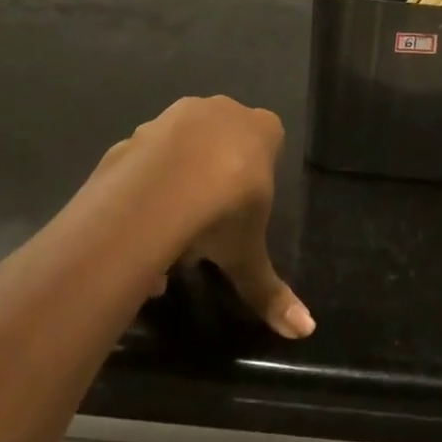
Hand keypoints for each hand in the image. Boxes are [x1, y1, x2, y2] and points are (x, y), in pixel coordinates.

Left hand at [98, 98, 313, 338]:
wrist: (156, 194)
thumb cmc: (221, 213)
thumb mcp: (248, 255)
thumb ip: (271, 291)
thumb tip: (305, 331)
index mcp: (261, 129)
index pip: (269, 141)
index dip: (255, 178)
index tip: (244, 210)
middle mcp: (220, 111)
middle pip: (222, 143)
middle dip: (215, 180)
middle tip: (207, 227)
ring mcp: (175, 115)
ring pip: (181, 151)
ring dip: (177, 186)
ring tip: (168, 239)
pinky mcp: (136, 130)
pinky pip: (145, 161)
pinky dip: (144, 188)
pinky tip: (139, 228)